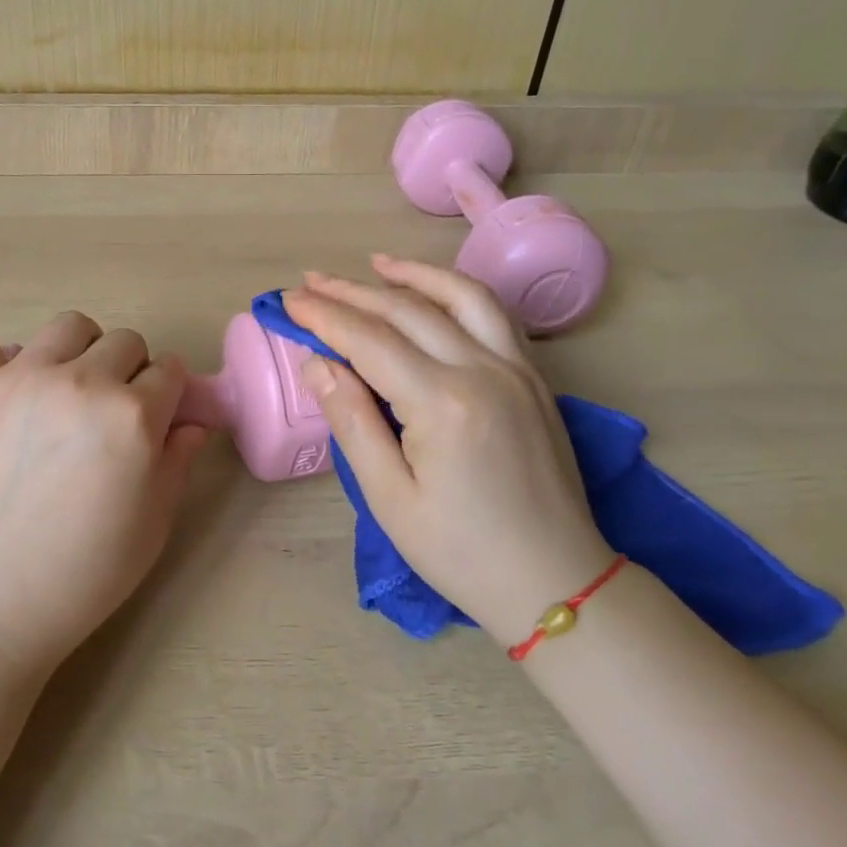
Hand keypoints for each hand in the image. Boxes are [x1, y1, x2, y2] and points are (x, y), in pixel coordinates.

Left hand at [0, 226, 209, 672]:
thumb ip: (179, 458)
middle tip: (111, 420)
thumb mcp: (155, 522)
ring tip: (70, 384)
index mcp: (134, 417)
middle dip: (130, 374)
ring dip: (83, 347)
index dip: (167, 400)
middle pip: (124, 343)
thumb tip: (193, 419)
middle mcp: (82, 383)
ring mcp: (22, 378)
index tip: (158, 423)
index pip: (168, 375)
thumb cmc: (83, 572)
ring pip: (72, 326)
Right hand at [282, 256, 614, 648]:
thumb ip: (352, 421)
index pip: (369, 340)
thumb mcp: (390, 499)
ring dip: (412, 275)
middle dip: (352, 292)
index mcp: (443, 404)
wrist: (558, 583)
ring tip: (374, 263)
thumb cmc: (462, 553)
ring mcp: (516, 369)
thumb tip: (317, 364)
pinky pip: (493, 315)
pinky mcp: (534, 379)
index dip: (324, 316)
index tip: (288, 300)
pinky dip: (456, 292)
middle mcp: (483, 371)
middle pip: (407, 311)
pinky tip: (433, 292)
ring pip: (460, 297)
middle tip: (309, 281)